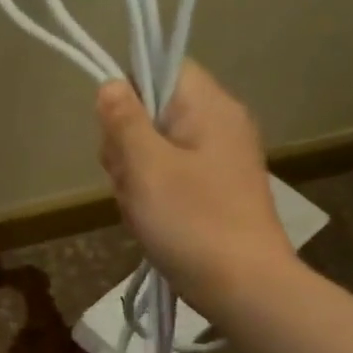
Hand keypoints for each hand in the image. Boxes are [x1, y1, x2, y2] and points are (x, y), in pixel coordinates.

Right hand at [96, 63, 294, 316]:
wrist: (242, 285)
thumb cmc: (192, 221)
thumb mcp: (146, 167)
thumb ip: (125, 121)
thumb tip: (111, 83)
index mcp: (209, 107)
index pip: (162, 67)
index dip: (130, 92)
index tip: (118, 133)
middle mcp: (219, 123)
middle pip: (152, 110)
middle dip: (127, 145)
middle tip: (131, 180)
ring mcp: (218, 158)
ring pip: (153, 147)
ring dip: (134, 175)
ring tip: (141, 207)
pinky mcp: (213, 188)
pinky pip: (167, 175)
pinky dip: (150, 194)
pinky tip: (150, 219)